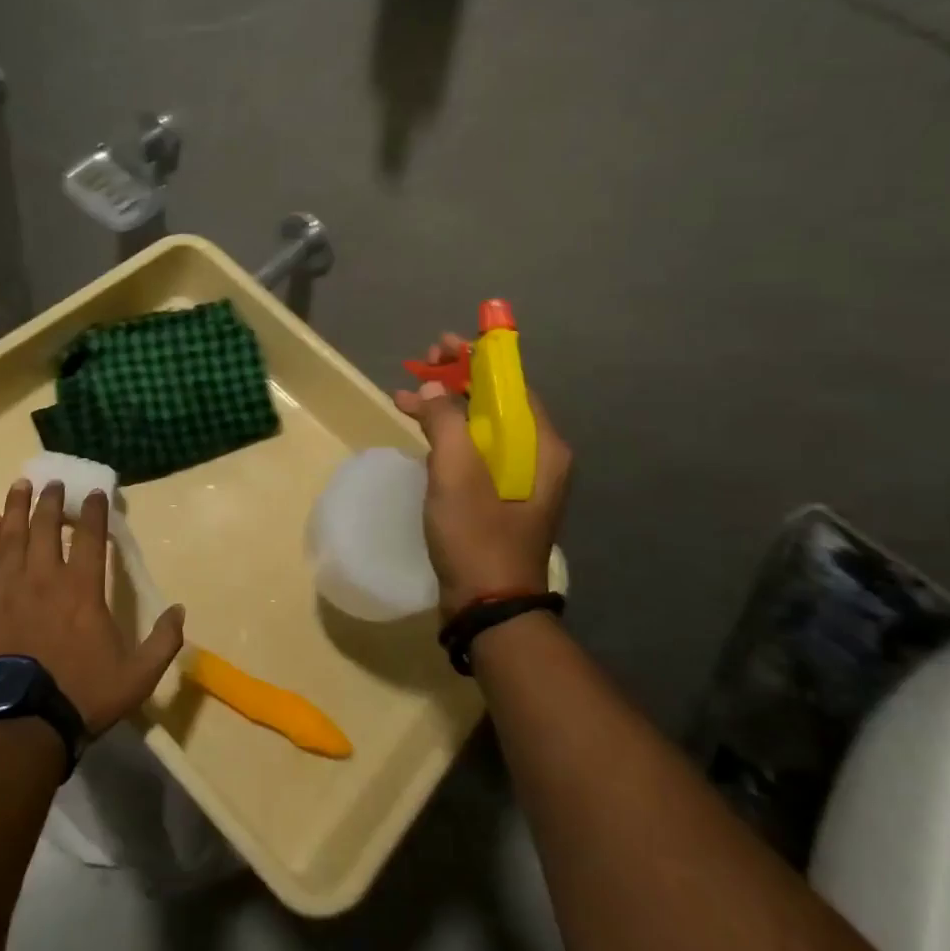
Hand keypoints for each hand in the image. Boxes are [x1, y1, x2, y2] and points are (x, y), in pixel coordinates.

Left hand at [0, 479, 185, 735]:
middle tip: (53, 482)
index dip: (95, 512)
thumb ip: (163, 642)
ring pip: (12, 536)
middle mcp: (44, 577)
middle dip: (52, 501)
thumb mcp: (137, 676)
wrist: (17, 725)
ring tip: (20, 486)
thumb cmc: (80, 696)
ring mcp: (6, 588)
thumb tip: (180, 610)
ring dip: (17, 508)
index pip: (91, 537)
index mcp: (83, 589)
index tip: (96, 494)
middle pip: (47, 527)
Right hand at [394, 332, 572, 618]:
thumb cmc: (477, 535)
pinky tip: (419, 430)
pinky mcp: (499, 497)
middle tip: (423, 363)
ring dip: (446, 407)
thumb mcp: (456, 472)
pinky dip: (447, 436)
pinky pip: (474, 451)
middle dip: (458, 379)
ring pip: (482, 426)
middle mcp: (537, 456)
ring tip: (408, 394)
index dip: (479, 357)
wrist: (488, 607)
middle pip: (497, 401)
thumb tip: (436, 388)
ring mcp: (519, 479)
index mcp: (541, 445)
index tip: (444, 343)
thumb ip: (446, 419)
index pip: (512, 382)